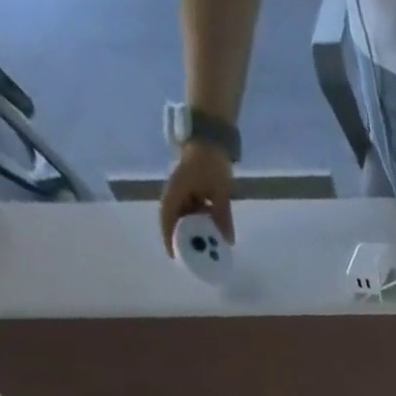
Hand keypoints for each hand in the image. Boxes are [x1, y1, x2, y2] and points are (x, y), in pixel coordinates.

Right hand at [159, 142, 235, 256]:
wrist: (210, 138)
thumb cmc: (212, 162)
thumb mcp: (220, 192)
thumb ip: (223, 216)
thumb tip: (228, 241)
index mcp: (176, 191)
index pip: (167, 218)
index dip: (168, 237)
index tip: (174, 256)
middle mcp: (176, 191)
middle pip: (175, 219)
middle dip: (181, 238)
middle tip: (191, 258)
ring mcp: (183, 189)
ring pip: (185, 215)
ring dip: (192, 231)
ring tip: (202, 249)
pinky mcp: (192, 188)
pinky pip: (193, 209)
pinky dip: (200, 222)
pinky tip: (210, 234)